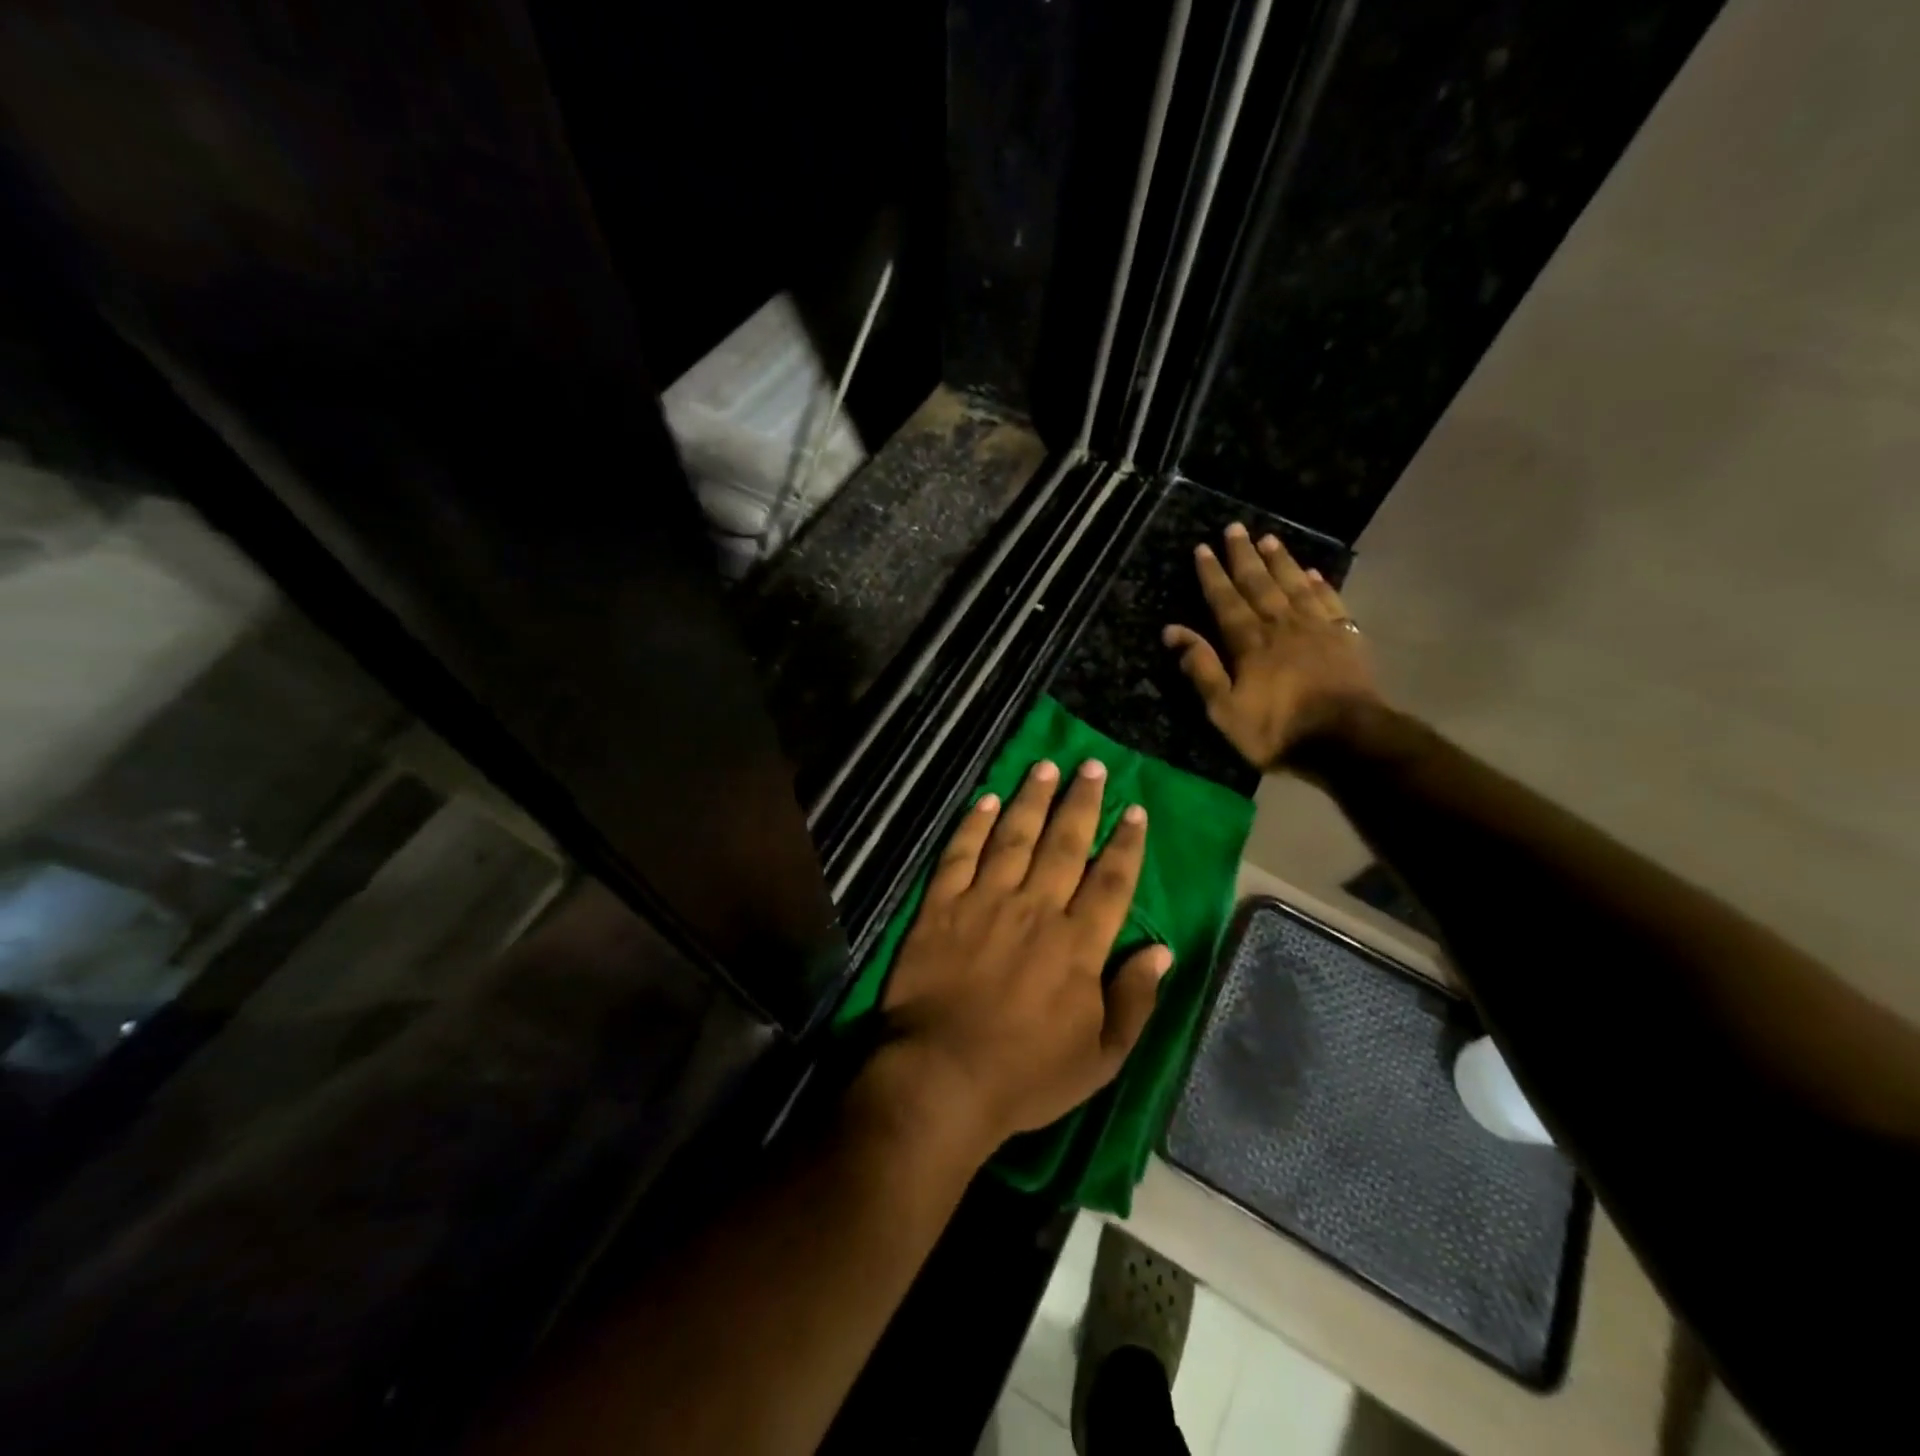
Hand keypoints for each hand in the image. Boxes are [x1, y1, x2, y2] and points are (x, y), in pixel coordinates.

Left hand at [871, 758, 1170, 1153]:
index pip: (1110, 881)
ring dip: (1031, 799)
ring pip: (1014, 837)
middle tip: (1091, 766)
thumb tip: (1162, 951)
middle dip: (1081, 802)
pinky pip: (959, 855)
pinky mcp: (941, 907)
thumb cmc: (1025, 1075)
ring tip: (1045, 766)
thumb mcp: (1099, 1058)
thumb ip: (1134, 1002)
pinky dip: (972, 825)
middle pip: (1064, 844)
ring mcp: (984, 902)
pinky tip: (986, 799)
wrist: (941, 1078)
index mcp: (1077, 944)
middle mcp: (1035, 909)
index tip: (1135, 810)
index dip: (1125, 843)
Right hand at [1163, 523, 1382, 769]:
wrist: (1347, 740)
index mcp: (1250, 642)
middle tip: (1234, 528)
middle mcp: (1281, 625)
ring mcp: (1317, 628)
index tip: (1203, 548)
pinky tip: (1312, 572)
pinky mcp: (1346, 638)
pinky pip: (1330, 601)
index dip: (1213, 574)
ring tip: (1269, 538)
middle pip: (1260, 583)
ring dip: (1280, 561)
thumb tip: (1173, 631)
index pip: (1226, 600)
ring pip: (1294, 585)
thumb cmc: (1277, 730)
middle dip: (1244, 556)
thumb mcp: (1225, 709)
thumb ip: (1202, 668)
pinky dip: (1320, 584)